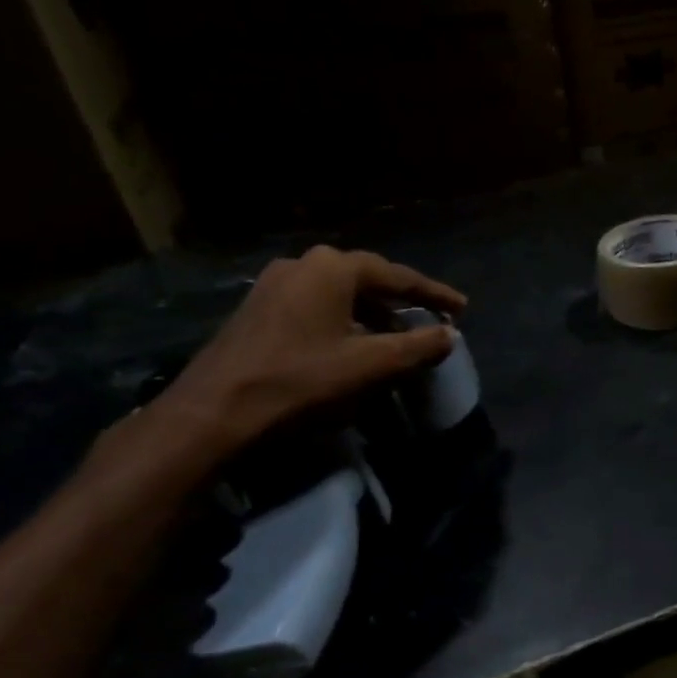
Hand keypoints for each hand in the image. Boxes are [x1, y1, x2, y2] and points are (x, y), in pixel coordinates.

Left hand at [146, 246, 466, 460]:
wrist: (214, 413)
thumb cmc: (300, 381)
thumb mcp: (371, 365)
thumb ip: (418, 346)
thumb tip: (450, 334)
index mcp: (333, 269)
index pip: (398, 276)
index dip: (434, 294)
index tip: (462, 309)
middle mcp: (303, 264)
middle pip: (367, 279)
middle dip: (402, 300)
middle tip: (431, 320)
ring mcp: (275, 285)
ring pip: (340, 293)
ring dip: (373, 312)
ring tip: (397, 335)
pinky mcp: (259, 309)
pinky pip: (317, 305)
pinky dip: (345, 319)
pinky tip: (354, 343)